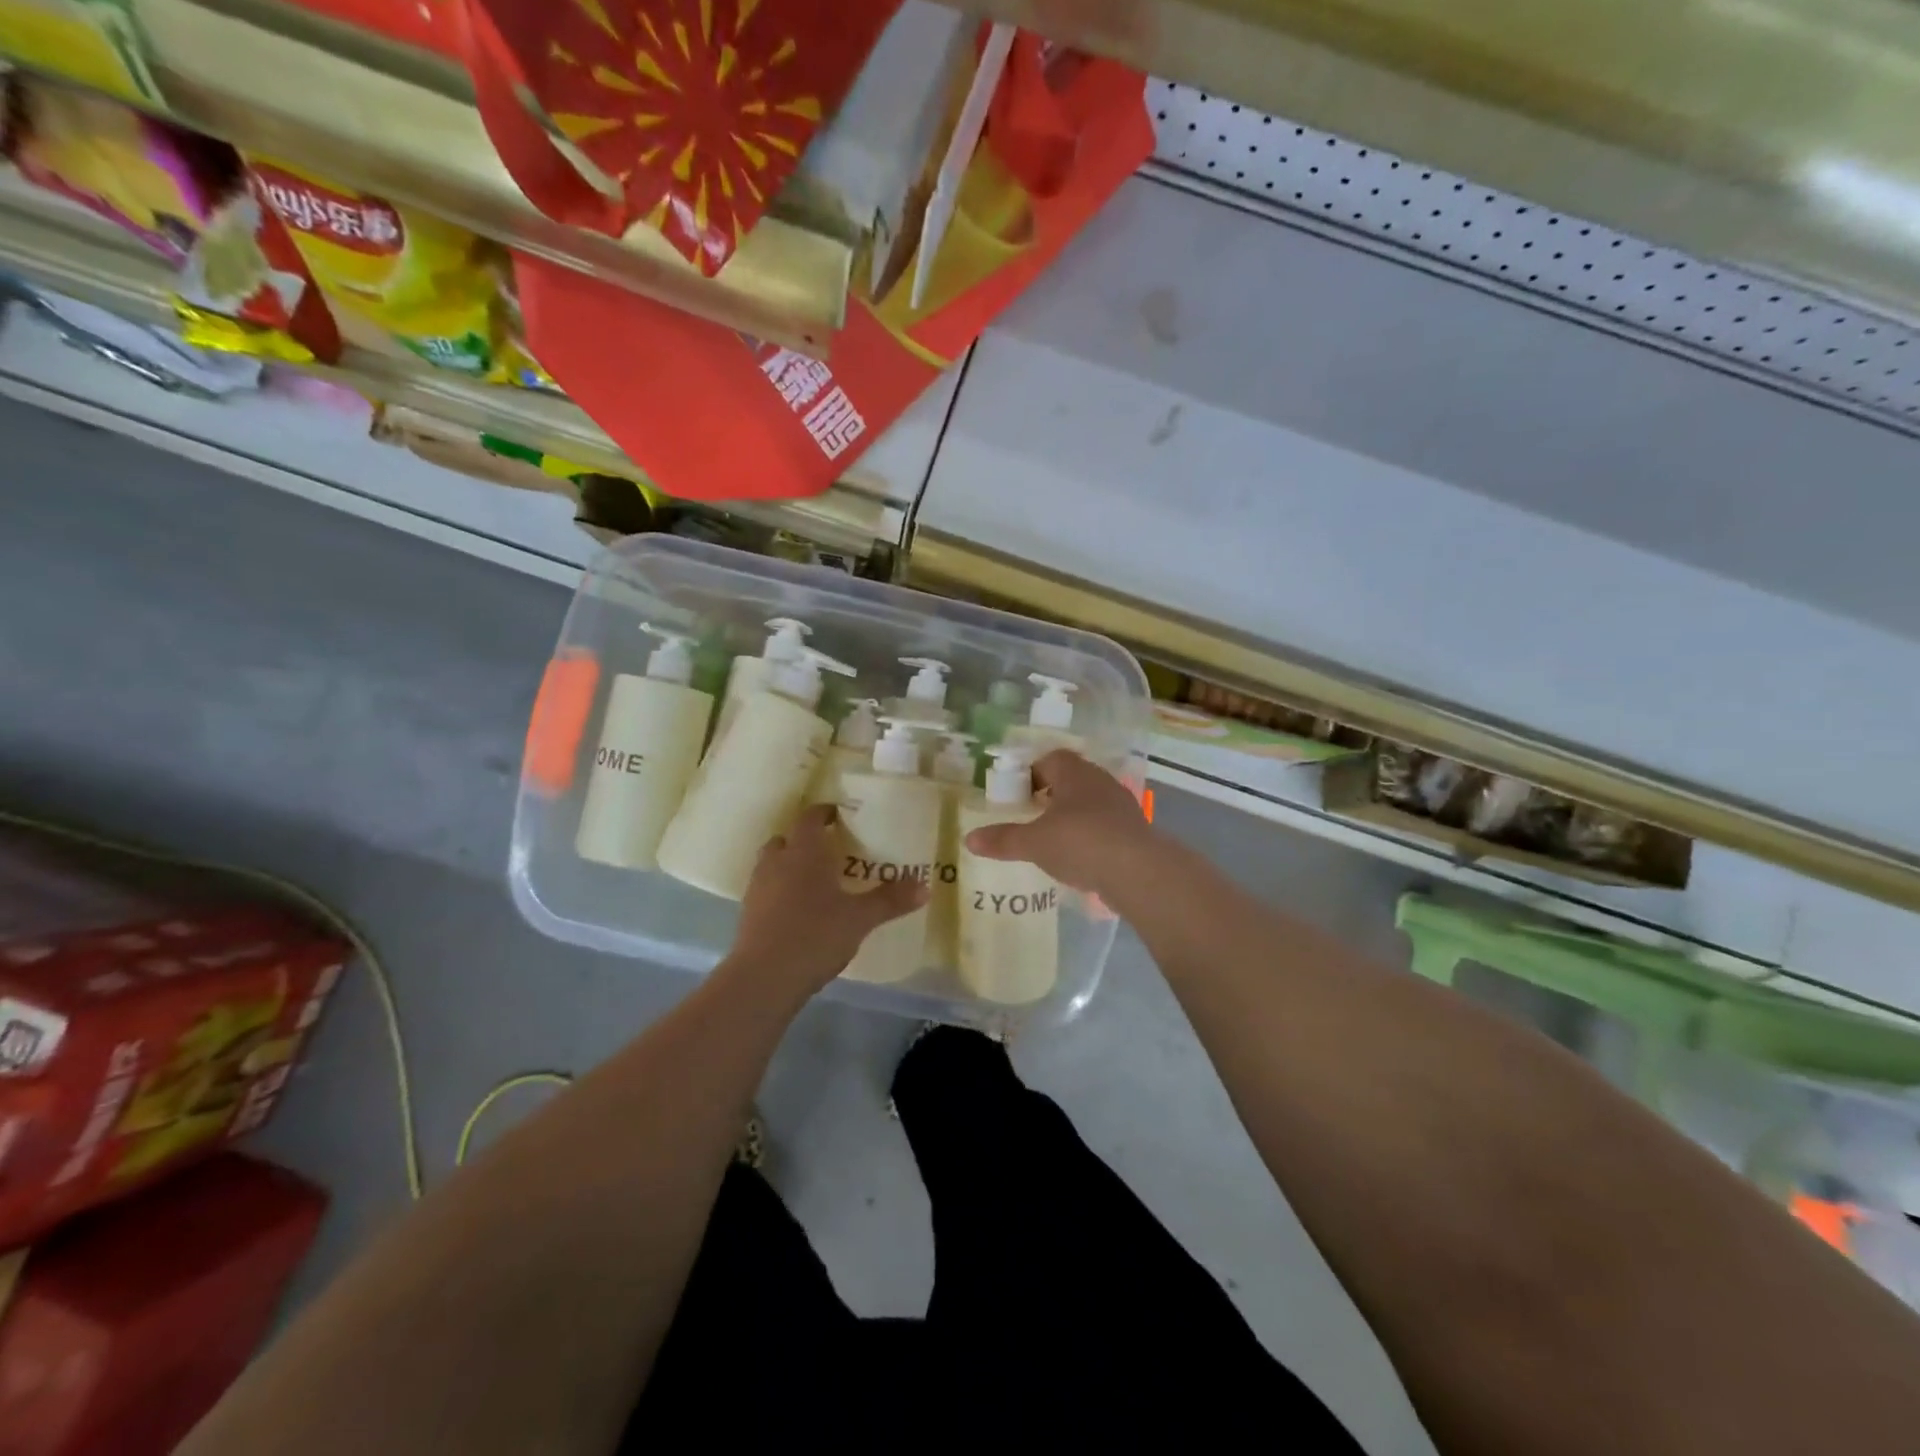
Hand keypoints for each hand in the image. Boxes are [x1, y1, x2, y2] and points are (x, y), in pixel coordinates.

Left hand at [725, 805, 926, 999]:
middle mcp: (777, 862)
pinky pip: (766, 890)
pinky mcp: (748, 914)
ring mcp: (758, 888)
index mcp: (804, 852)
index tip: (840, 815)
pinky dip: (781, 891)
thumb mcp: (860, 918)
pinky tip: (800, 911)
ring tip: (815, 882)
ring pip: (773, 864)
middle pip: (787, 838)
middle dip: (805, 840)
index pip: (810, 818)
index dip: (824, 813)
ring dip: (790, 865)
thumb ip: (890, 900)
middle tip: (830, 851)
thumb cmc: (816, 935)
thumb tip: (925, 886)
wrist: (764, 978)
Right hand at [964, 750, 1155, 894]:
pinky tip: (1080, 858)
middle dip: (1052, 795)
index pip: (1051, 759)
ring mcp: (1121, 805)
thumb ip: (1003, 839)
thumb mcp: (1034, 842)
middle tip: (1032, 816)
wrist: (1138, 870)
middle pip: (1072, 779)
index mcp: (1074, 773)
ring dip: (1073, 816)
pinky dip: (1090, 836)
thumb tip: (969, 839)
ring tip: (1053, 840)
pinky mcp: (1134, 830)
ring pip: (1090, 802)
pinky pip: (1105, 825)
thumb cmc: (1079, 842)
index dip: (1033, 773)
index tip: (1019, 795)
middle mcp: (1100, 781)